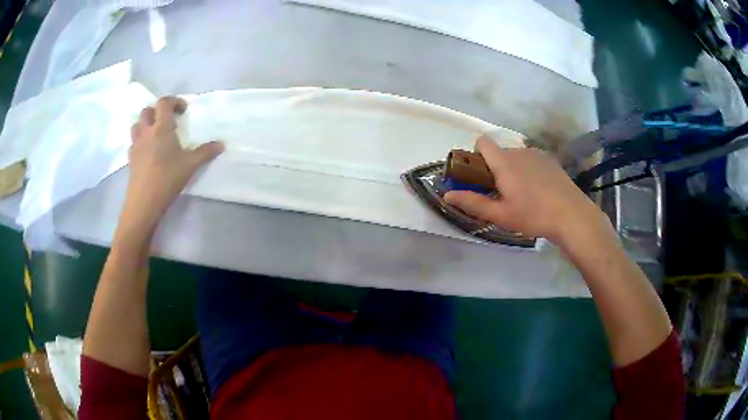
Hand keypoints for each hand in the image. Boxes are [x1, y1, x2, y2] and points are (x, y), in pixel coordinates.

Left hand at [123, 96, 223, 227]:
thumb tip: (221, 144)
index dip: (174, 101)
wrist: (144, 202)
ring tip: (155, 134)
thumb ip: (206, 152)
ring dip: (145, 124)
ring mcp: (136, 146)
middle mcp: (146, 132)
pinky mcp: (130, 159)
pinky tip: (148, 152)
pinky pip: (133, 143)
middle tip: (168, 120)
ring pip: (136, 125)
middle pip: (147, 111)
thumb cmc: (167, 178)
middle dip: (157, 111)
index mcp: (161, 128)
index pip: (164, 102)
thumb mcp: (190, 165)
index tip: (183, 110)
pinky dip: (140, 142)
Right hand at [444, 136, 606, 245]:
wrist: (571, 215)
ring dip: (513, 169)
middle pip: (499, 152)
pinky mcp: (550, 160)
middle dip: (495, 168)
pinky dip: (528, 170)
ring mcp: (537, 154)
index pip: (483, 142)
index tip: (480, 175)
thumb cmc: (533, 215)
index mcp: (504, 162)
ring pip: (516, 156)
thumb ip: (473, 202)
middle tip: (502, 194)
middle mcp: (519, 151)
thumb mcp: (501, 215)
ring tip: (523, 194)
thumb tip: (446, 195)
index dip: (476, 154)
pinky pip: (531, 159)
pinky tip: (539, 190)